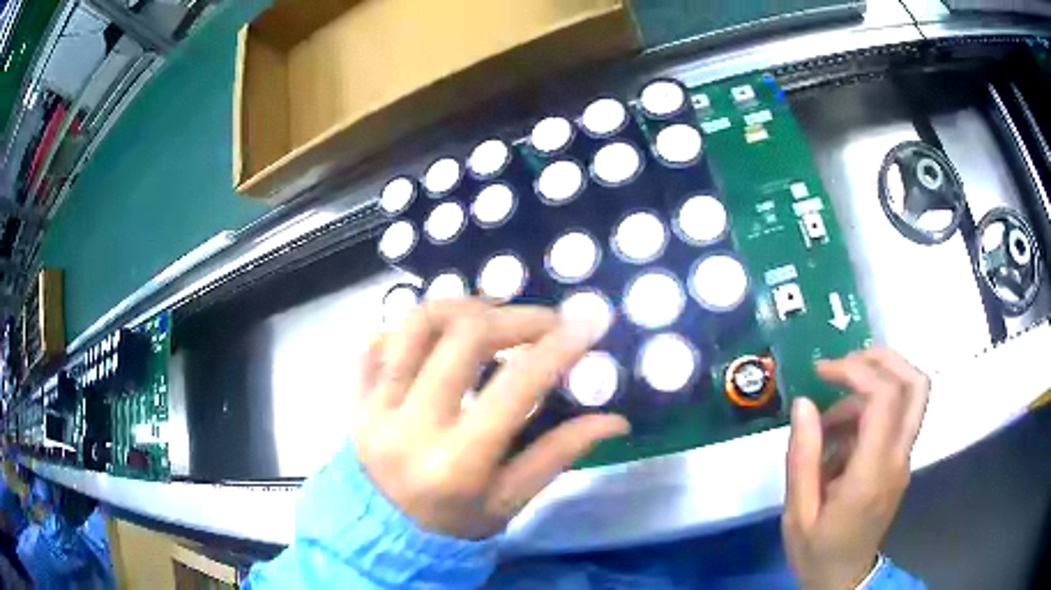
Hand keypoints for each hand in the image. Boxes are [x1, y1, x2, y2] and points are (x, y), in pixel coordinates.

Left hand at [352, 298, 629, 538]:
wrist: (385, 536)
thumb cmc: (455, 525)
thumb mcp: (512, 501)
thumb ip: (559, 454)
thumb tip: (615, 420)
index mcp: (457, 462)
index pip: (514, 388)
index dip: (556, 348)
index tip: (588, 321)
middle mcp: (411, 425)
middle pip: (464, 338)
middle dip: (516, 317)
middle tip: (546, 321)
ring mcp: (375, 407)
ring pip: (415, 325)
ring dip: (462, 307)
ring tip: (494, 314)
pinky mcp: (357, 398)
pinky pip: (377, 342)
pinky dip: (412, 328)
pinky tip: (440, 335)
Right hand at [783, 348, 929, 589]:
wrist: (843, 580)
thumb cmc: (817, 552)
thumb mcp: (797, 513)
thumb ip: (802, 457)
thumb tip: (804, 403)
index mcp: (872, 474)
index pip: (885, 398)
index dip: (857, 371)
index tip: (823, 372)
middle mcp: (898, 459)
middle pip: (916, 383)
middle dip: (883, 358)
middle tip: (846, 363)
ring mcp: (903, 459)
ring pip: (908, 395)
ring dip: (869, 389)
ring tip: (828, 422)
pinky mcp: (899, 463)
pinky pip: (894, 418)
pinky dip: (868, 411)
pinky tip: (838, 440)